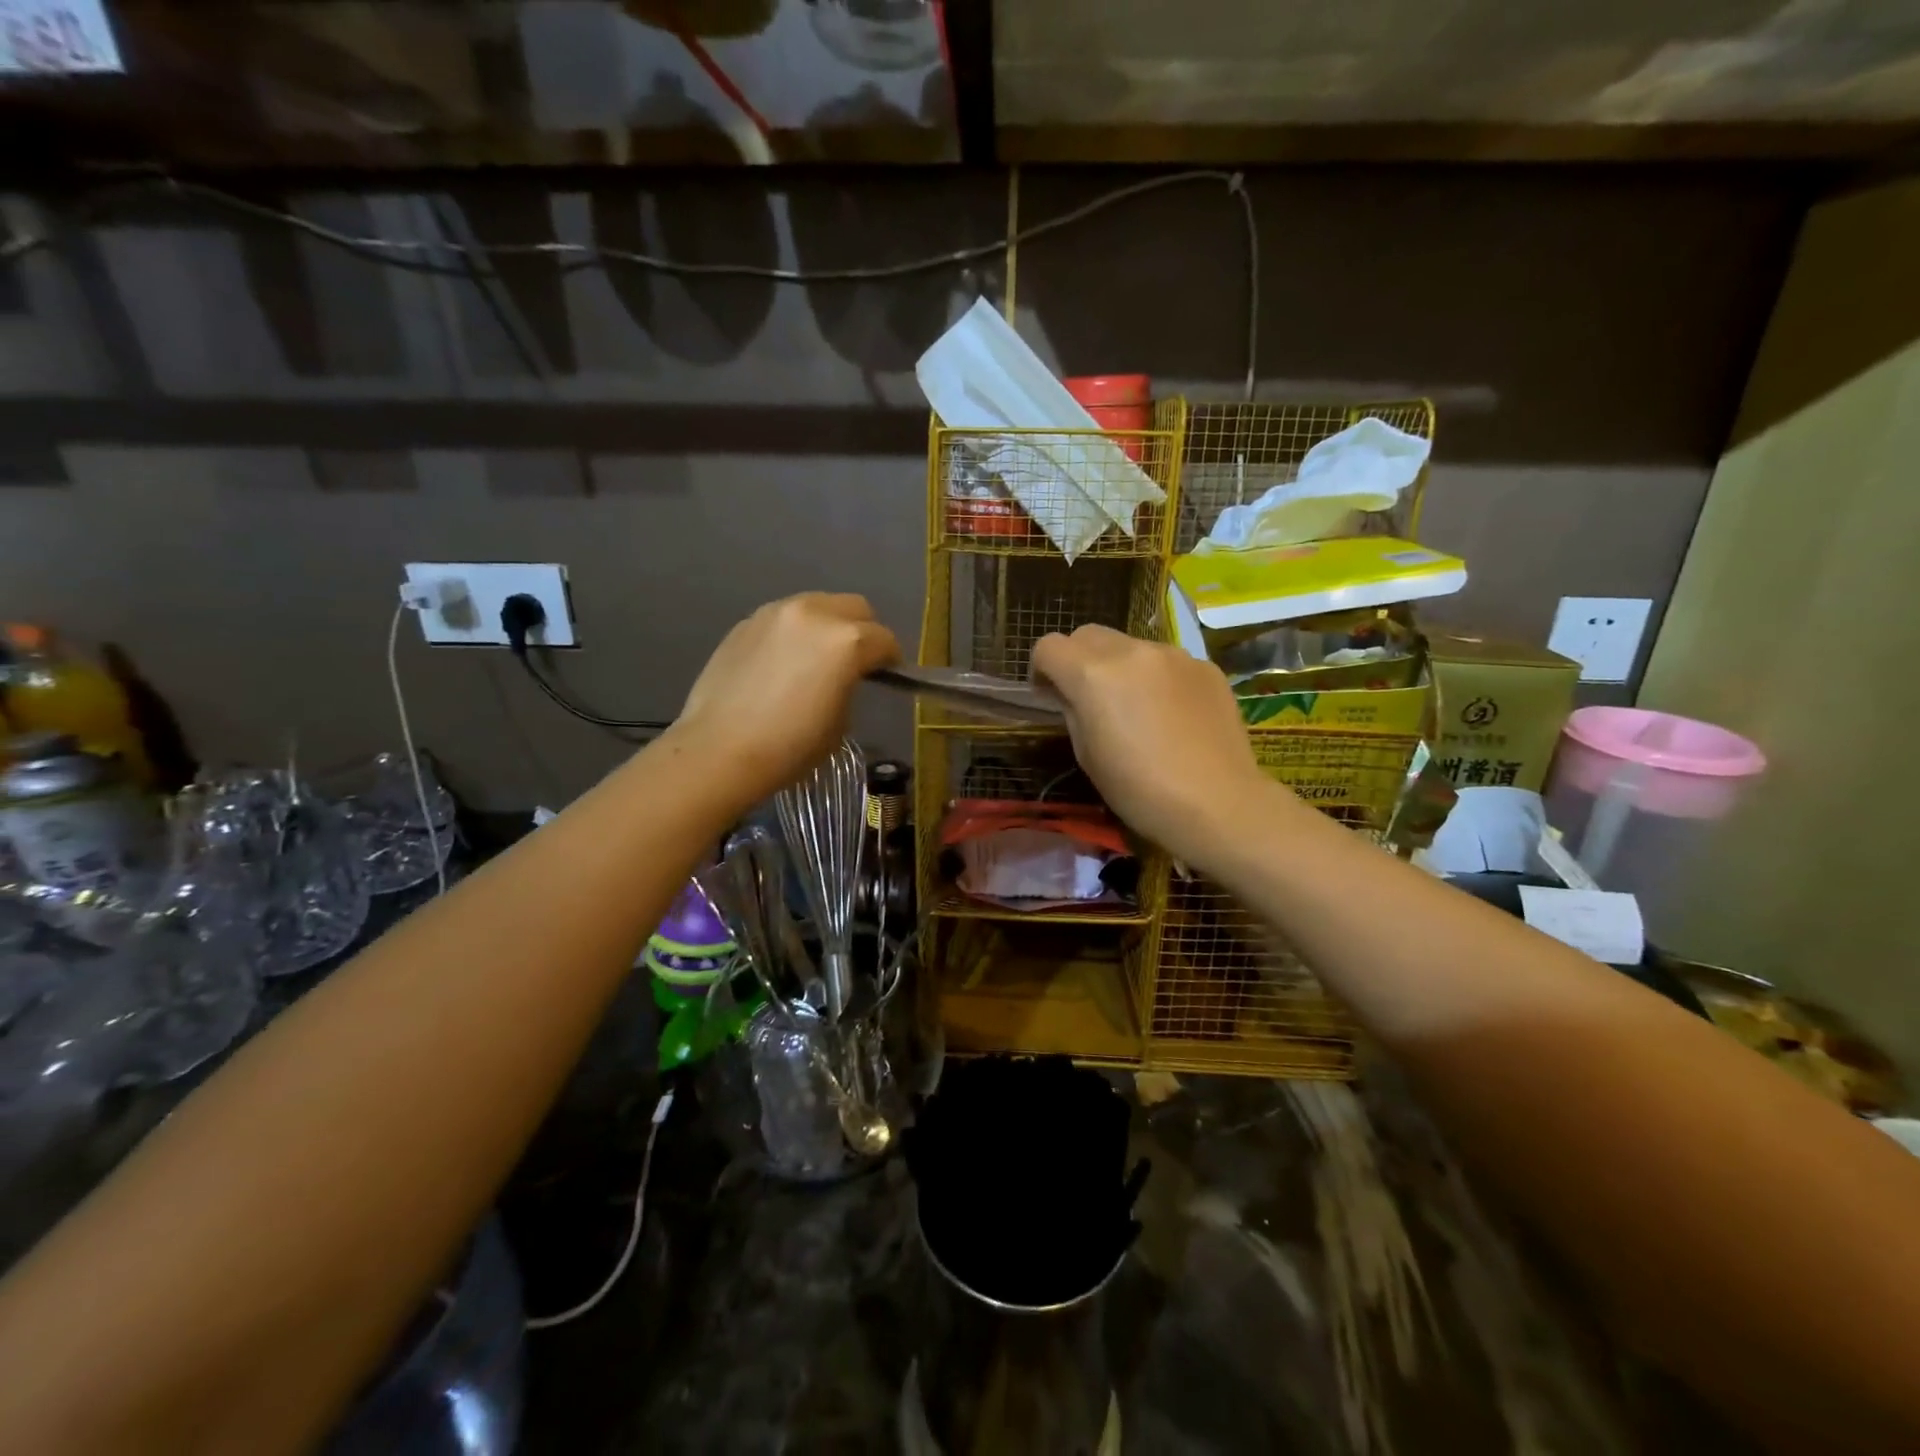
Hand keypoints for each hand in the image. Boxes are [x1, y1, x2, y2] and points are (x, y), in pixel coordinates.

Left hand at [676, 593, 898, 807]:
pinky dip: (794, 633)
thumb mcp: (840, 722)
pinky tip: (782, 664)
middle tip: (855, 661)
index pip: (884, 640)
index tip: (887, 676)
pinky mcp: (746, 623)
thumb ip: (850, 685)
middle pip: (855, 607)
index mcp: (847, 641)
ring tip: (816, 658)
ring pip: (817, 605)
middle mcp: (815, 614)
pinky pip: (784, 619)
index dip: (891, 660)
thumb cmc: (790, 746)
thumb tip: (843, 678)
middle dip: (863, 630)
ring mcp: (776, 613)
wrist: (720, 750)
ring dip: (826, 626)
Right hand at [1031, 625, 1282, 868]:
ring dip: (1120, 666)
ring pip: (1130, 645)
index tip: (1051, 695)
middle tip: (1089, 697)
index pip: (1049, 646)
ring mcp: (1173, 655)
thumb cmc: (1139, 790)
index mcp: (1093, 674)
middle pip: (1088, 634)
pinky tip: (1172, 715)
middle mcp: (1131, 651)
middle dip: (1078, 658)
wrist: (1218, 804)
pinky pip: (1166, 661)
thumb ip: (1072, 711)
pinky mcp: (1205, 666)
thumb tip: (1070, 694)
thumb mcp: (1087, 755)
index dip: (1042, 669)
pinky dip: (1157, 678)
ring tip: (1137, 707)